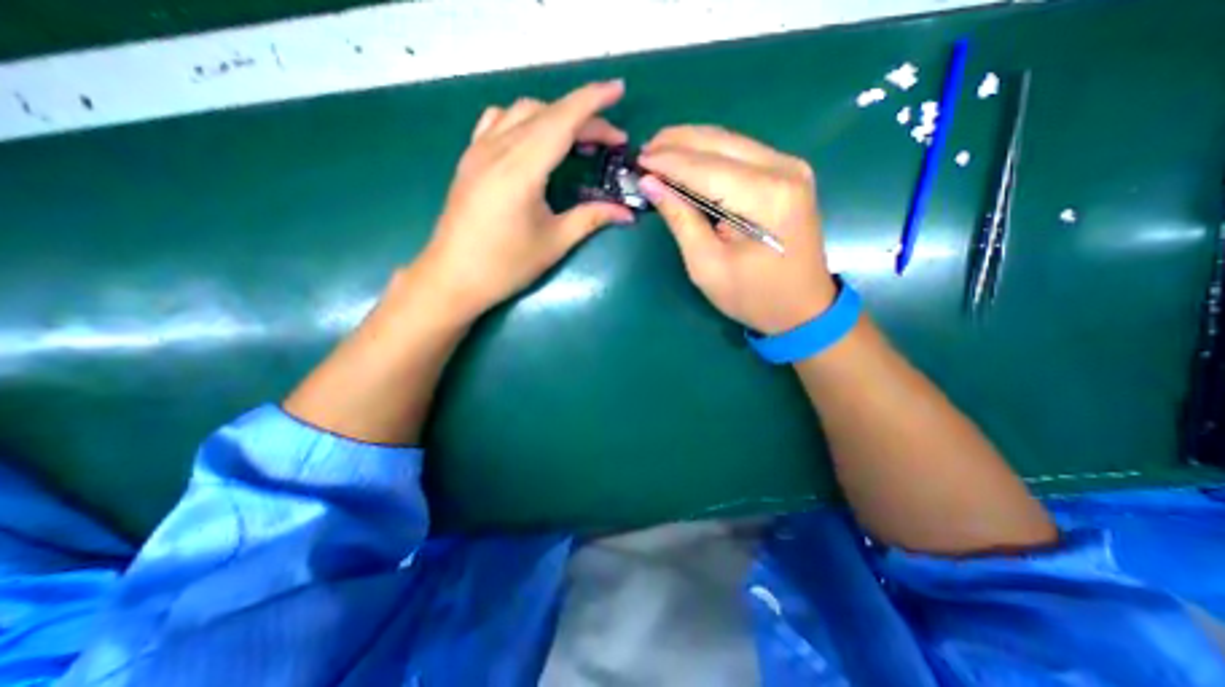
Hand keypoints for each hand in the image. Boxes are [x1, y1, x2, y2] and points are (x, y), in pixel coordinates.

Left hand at [416, 79, 636, 323]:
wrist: (453, 278)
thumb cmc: (505, 265)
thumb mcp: (554, 243)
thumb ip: (591, 219)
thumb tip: (626, 213)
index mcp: (521, 169)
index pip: (562, 120)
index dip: (593, 101)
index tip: (619, 90)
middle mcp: (497, 149)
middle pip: (546, 114)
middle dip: (584, 118)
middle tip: (611, 141)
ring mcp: (478, 151)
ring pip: (521, 111)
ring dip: (554, 116)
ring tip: (576, 139)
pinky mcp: (469, 159)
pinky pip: (497, 121)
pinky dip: (523, 120)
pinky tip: (533, 140)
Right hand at [638, 127, 837, 334]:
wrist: (802, 308)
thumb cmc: (752, 296)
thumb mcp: (707, 265)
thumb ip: (680, 220)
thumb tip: (650, 184)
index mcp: (766, 198)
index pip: (705, 168)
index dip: (667, 162)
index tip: (637, 160)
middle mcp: (784, 170)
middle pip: (720, 143)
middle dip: (677, 143)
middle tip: (644, 150)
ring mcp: (791, 168)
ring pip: (730, 141)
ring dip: (692, 144)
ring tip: (659, 151)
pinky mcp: (788, 174)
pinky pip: (741, 153)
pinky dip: (711, 154)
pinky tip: (689, 160)